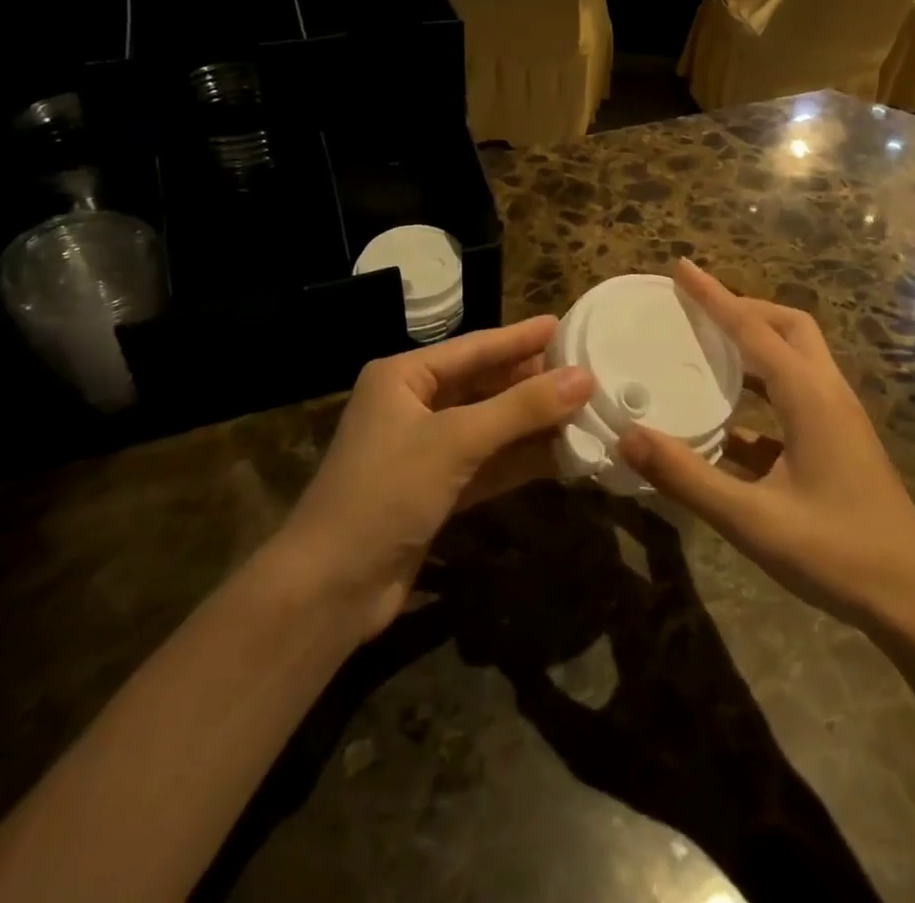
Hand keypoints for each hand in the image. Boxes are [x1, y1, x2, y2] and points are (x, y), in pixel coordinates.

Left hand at [280, 315, 594, 638]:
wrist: (329, 589)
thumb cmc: (386, 492)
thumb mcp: (456, 441)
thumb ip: (521, 408)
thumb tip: (584, 377)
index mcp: (403, 378)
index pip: (473, 348)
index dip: (519, 338)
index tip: (561, 325)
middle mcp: (412, 406)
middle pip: (482, 385)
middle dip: (530, 382)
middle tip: (583, 371)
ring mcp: (423, 451)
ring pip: (488, 427)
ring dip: (531, 423)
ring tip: (583, 410)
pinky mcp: (434, 491)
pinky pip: (485, 464)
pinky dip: (519, 460)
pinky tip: (560, 456)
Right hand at [619, 259, 914, 633]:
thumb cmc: (837, 553)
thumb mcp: (752, 520)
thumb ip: (687, 476)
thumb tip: (628, 435)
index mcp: (809, 396)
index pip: (752, 329)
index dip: (714, 296)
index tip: (681, 267)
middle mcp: (826, 394)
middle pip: (787, 327)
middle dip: (743, 309)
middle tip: (698, 310)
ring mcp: (836, 420)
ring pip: (794, 360)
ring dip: (753, 347)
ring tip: (706, 350)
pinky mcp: (837, 445)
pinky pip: (793, 400)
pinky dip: (759, 394)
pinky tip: (725, 425)